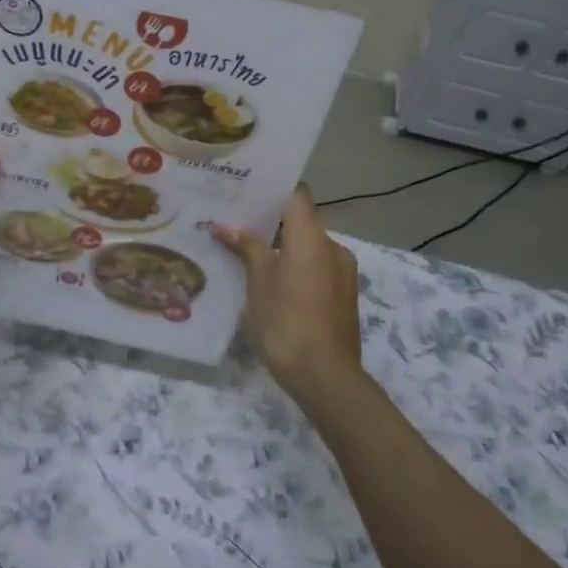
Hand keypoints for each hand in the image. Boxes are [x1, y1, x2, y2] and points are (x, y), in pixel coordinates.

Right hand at [212, 188, 363, 405]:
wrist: (325, 376)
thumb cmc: (286, 321)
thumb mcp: (258, 281)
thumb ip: (246, 248)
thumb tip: (224, 225)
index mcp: (313, 237)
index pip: (295, 196)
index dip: (270, 192)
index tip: (243, 192)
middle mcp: (333, 247)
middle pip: (301, 221)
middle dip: (270, 222)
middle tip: (235, 222)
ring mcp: (342, 272)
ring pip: (308, 247)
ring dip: (282, 246)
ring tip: (247, 252)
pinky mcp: (343, 295)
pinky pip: (316, 267)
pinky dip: (295, 266)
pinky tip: (270, 280)